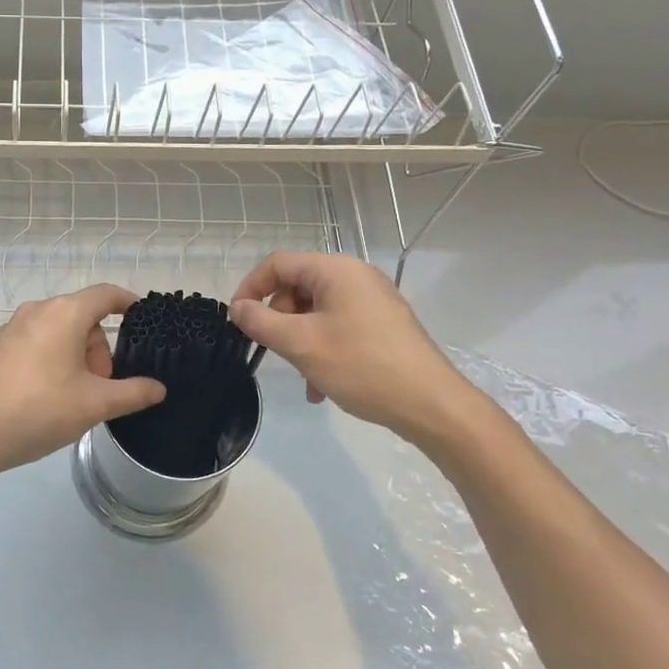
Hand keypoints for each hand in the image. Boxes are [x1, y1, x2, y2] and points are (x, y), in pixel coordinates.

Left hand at [0, 284, 165, 487]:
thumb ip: (132, 393)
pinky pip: (34, 343)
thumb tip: (158, 388)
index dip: (128, 303)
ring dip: (75, 357)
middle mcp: (37, 310)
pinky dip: (50, 360)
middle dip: (99, 349)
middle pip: (82, 317)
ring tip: (74, 398)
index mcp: (64, 313)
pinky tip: (44, 397)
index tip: (143, 319)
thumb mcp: (94, 404)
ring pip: (57, 331)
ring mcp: (11, 327)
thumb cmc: (39, 410)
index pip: (106, 294)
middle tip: (102, 387)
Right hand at [230, 252, 490, 450]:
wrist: (431, 404)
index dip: (250, 287)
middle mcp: (356, 276)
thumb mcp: (301, 344)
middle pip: (298, 287)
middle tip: (273, 351)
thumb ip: (261, 322)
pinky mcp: (384, 324)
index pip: (278, 264)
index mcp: (336, 270)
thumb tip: (238, 308)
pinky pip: (340, 326)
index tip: (237, 319)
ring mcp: (374, 300)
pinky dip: (323, 349)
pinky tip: (322, 386)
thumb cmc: (361, 366)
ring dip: (300, 340)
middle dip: (278, 319)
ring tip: (302, 377)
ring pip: (317, 311)